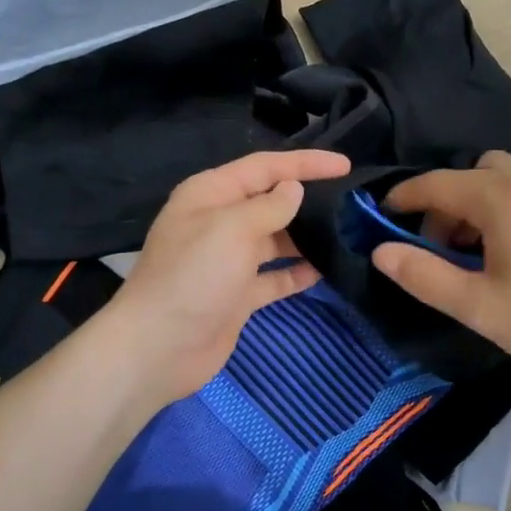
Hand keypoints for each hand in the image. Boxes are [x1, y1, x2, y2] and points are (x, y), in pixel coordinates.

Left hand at [99, 149, 351, 406]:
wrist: (159, 348)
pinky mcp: (238, 294)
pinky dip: (297, 272)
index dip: (305, 162)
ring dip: (306, 236)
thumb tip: (294, 189)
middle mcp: (220, 222)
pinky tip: (326, 270)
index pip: (265, 166)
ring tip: (346, 233)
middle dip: (307, 198)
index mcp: (211, 194)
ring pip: (276, 239)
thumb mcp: (232, 229)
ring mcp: (229, 260)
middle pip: (271, 200)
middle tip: (351, 200)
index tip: (345, 165)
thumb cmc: (193, 277)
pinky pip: (275, 276)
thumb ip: (270, 206)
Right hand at [373, 151, 510, 389]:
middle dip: (444, 203)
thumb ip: (423, 275)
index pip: (437, 184)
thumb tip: (380, 250)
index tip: (382, 217)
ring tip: (473, 250)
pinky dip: (502, 202)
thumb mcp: (478, 307)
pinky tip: (508, 246)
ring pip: (499, 175)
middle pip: (469, 173)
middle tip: (439, 249)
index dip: (404, 198)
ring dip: (474, 201)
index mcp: (503, 198)